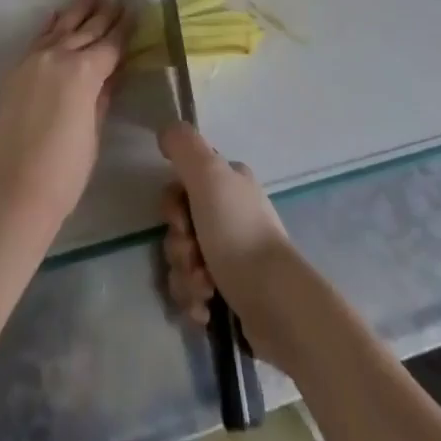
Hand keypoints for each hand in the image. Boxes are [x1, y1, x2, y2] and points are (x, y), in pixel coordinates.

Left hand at [0, 0, 129, 238]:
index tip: (135, 11)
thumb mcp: (92, 134)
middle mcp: (58, 57)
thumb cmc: (62, 173)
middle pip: (86, 30)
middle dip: (103, 14)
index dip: (124, 29)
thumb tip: (110, 75)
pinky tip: (56, 15)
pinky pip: (37, 39)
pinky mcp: (15, 73)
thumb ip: (101, 98)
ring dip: (77, 10)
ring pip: (60, 28)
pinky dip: (49, 25)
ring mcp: (32, 62)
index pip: (110, 45)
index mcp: (84, 72)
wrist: (9, 192)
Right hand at [159, 123, 296, 346]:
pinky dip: (195, 300)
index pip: (182, 185)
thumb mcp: (208, 175)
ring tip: (205, 289)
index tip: (180, 221)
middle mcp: (231, 214)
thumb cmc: (238, 233)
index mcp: (229, 184)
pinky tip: (207, 309)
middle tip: (194, 258)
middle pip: (179, 227)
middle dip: (178, 247)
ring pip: (184, 261)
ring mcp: (233, 255)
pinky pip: (195, 292)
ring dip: (186, 277)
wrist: (276, 303)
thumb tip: (165, 131)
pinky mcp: (233, 293)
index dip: (172, 206)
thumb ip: (183, 146)